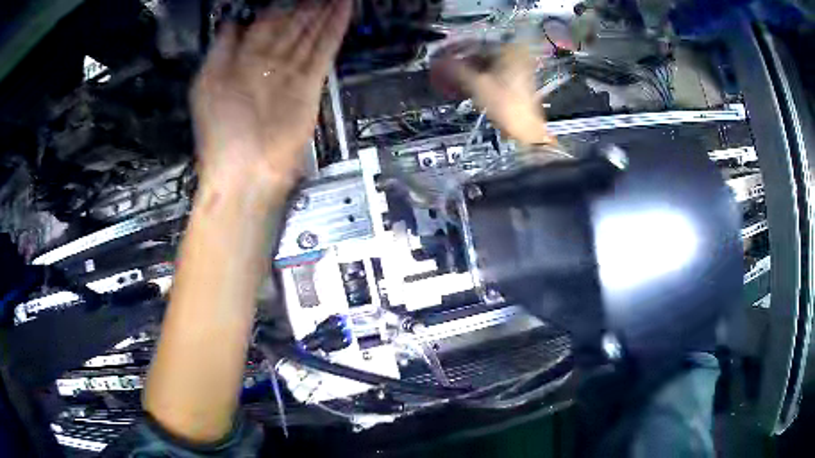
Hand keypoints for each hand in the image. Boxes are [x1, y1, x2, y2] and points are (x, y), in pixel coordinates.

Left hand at [191, 0, 351, 191]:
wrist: (245, 170)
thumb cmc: (219, 131)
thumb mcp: (207, 83)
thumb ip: (221, 49)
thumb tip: (232, 22)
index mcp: (241, 62)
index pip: (265, 25)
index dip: (279, 6)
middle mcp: (268, 64)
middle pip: (292, 26)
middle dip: (307, 6)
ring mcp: (290, 73)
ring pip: (310, 34)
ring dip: (324, 13)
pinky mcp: (310, 85)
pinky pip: (323, 50)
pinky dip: (334, 30)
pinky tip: (343, 11)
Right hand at [431, 42, 555, 146]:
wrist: (526, 129)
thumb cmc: (506, 104)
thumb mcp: (477, 84)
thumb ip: (455, 69)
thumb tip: (437, 61)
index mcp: (509, 49)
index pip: (475, 43)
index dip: (454, 49)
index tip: (439, 55)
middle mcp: (515, 53)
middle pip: (479, 53)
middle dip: (459, 61)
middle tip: (441, 67)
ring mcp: (517, 67)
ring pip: (484, 63)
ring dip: (466, 69)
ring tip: (449, 77)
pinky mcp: (514, 79)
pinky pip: (490, 72)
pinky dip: (476, 76)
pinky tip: (462, 83)